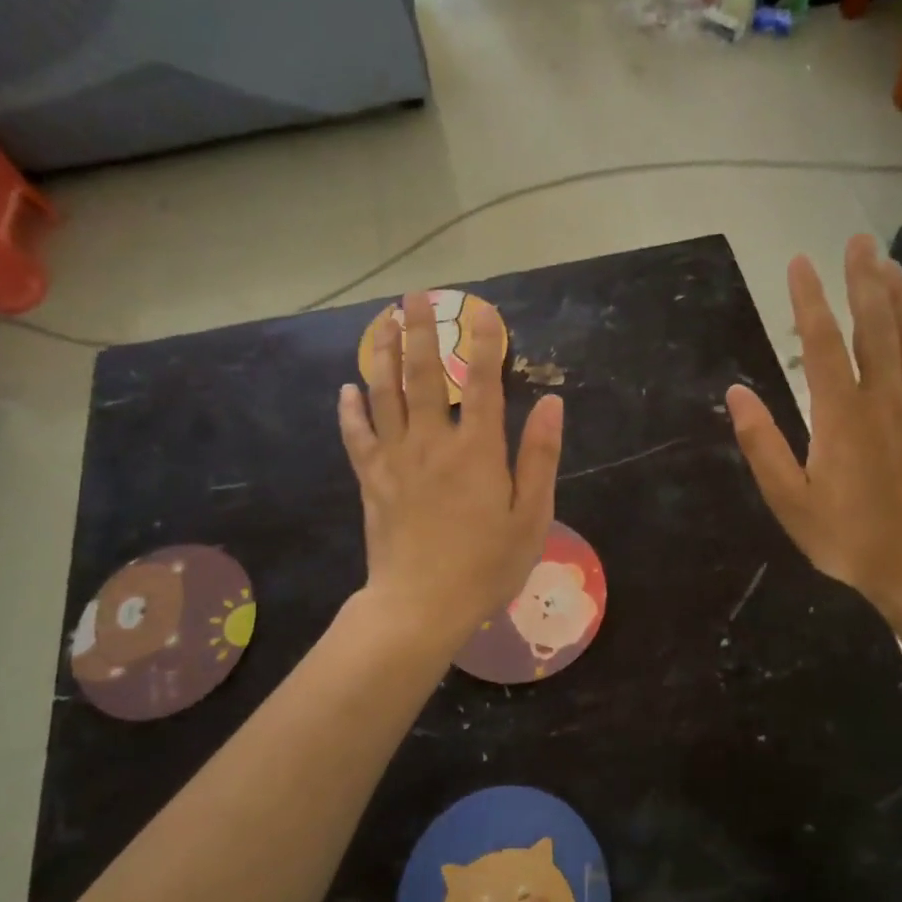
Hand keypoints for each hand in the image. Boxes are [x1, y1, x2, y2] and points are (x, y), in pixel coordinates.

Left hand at [339, 291, 563, 650]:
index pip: (484, 382)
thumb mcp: (531, 516)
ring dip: (384, 354)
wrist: (422, 605)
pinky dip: (352, 410)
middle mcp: (434, 442)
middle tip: (414, 296)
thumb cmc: (487, 565)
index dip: (486, 342)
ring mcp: (396, 459)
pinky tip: (348, 389)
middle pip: (424, 375)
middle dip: (421, 331)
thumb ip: (540, 456)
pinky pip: (357, 436)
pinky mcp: (371, 481)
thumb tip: (552, 403)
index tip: (484, 309)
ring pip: (386, 394)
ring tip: (382, 322)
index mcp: (478, 450)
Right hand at [726, 235, 901, 618]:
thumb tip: (736, 392)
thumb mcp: (790, 501)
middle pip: (875, 325)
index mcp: (841, 415)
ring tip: (888, 263)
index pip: (822, 342)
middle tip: (856, 241)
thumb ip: (762, 444)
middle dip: (863, 278)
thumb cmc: (849, 539)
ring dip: (900, 296)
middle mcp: (884, 398)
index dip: (809, 299)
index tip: (799, 263)